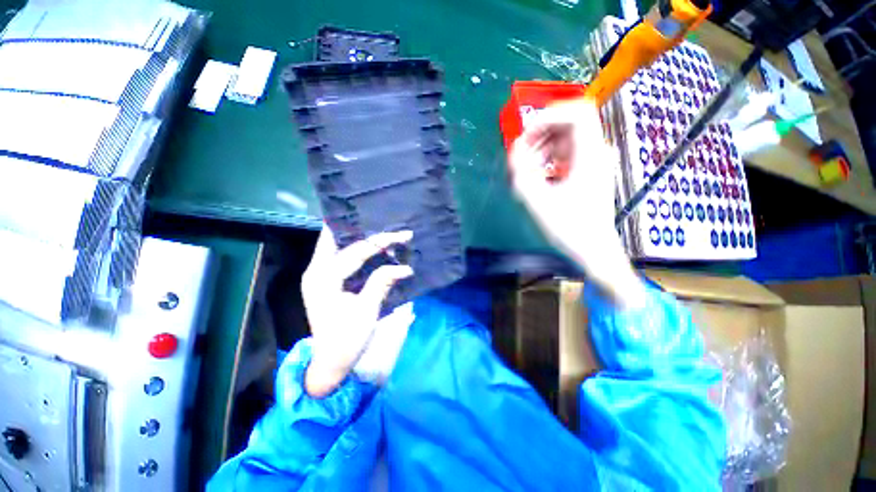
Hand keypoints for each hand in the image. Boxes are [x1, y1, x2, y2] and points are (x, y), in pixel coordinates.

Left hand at [301, 226, 413, 397]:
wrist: (330, 363)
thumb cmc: (347, 340)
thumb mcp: (367, 311)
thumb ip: (382, 284)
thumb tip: (405, 267)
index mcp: (323, 279)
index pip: (355, 252)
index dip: (379, 242)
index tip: (401, 235)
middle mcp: (316, 271)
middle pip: (335, 239)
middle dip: (359, 228)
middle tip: (384, 220)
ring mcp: (319, 275)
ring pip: (336, 245)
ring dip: (358, 236)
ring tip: (380, 228)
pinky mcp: (326, 280)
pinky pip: (340, 255)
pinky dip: (356, 248)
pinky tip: (371, 246)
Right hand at [510, 100, 644, 307]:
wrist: (593, 249)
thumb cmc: (569, 228)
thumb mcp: (538, 200)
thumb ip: (521, 172)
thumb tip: (515, 149)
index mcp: (590, 155)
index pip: (577, 112)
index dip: (549, 116)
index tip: (527, 135)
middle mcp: (595, 152)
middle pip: (567, 124)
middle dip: (540, 136)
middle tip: (522, 157)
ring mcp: (593, 161)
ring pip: (565, 138)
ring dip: (542, 149)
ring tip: (528, 171)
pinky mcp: (588, 171)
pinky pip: (566, 153)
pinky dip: (549, 159)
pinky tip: (540, 176)